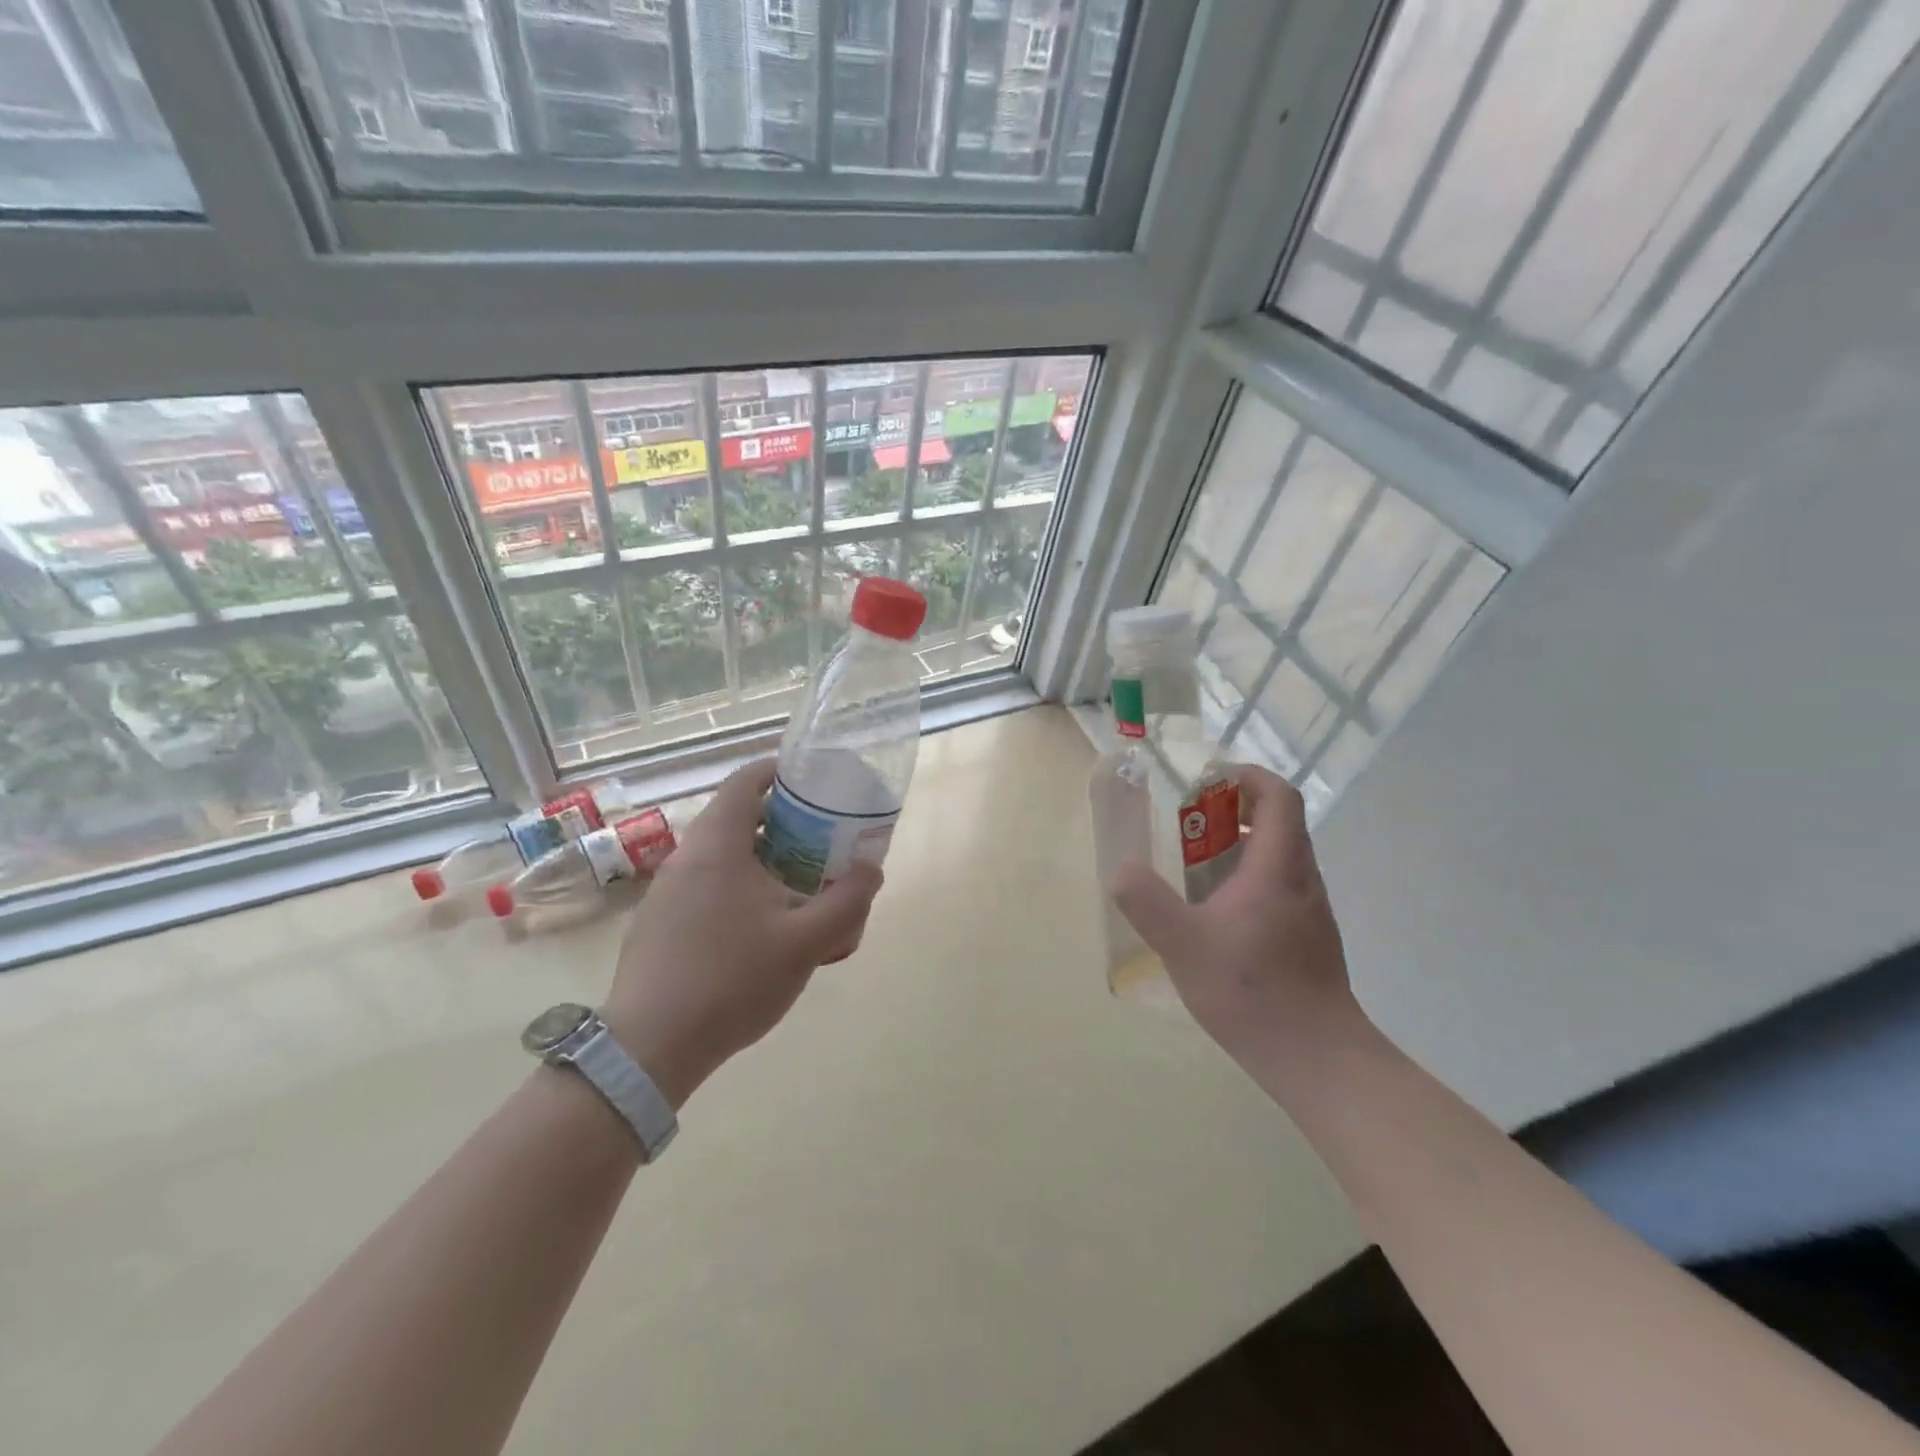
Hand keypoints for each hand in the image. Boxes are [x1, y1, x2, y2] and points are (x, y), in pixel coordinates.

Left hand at [604, 759, 882, 1108]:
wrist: (650, 1048)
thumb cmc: (730, 981)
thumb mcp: (806, 943)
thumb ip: (847, 901)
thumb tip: (871, 869)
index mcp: (718, 846)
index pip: (746, 781)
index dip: (781, 771)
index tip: (815, 782)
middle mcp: (686, 857)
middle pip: (738, 818)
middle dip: (785, 824)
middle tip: (823, 842)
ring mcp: (666, 892)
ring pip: (724, 857)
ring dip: (764, 862)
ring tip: (800, 891)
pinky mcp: (659, 923)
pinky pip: (707, 887)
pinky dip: (740, 890)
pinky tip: (763, 931)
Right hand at [1113, 765, 1359, 1069]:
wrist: (1318, 1058)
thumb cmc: (1252, 991)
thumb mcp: (1183, 944)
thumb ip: (1147, 902)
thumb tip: (1122, 871)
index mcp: (1277, 867)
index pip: (1278, 796)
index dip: (1247, 776)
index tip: (1209, 781)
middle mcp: (1302, 879)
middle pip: (1279, 822)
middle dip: (1235, 811)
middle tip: (1190, 825)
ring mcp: (1311, 911)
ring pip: (1280, 857)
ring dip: (1241, 846)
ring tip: (1195, 869)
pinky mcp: (1310, 938)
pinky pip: (1280, 887)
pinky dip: (1249, 880)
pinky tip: (1218, 917)